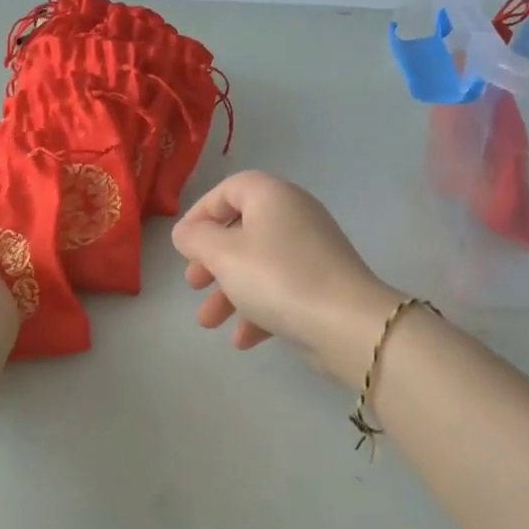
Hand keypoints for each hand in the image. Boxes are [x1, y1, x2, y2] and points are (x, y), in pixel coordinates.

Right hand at [171, 171, 404, 385]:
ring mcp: (312, 252)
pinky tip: (242, 340)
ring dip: (229, 292)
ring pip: (259, 265)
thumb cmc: (276, 277)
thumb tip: (185, 232)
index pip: (230, 189)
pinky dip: (259, 309)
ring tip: (208, 322)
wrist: (345, 323)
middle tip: (193, 283)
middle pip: (243, 230)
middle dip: (212, 261)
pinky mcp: (323, 285)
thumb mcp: (223, 254)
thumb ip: (197, 238)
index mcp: (273, 196)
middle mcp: (295, 216)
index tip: (182, 243)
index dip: (201, 212)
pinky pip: (281, 290)